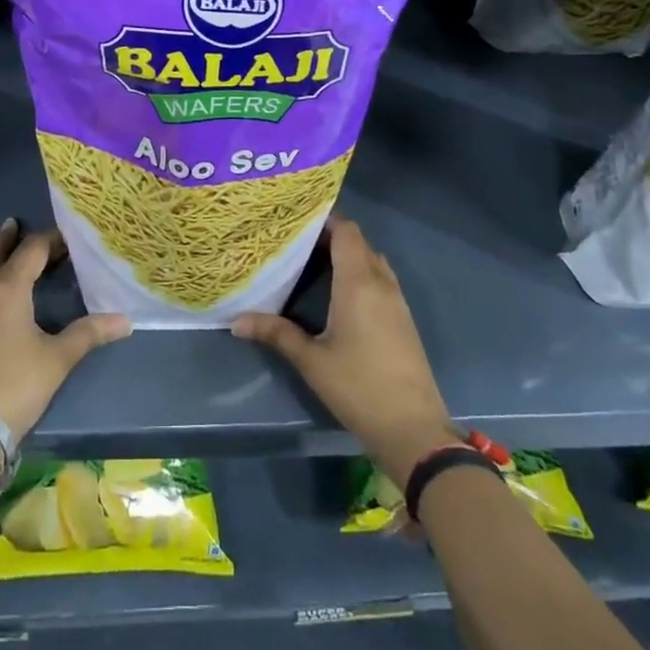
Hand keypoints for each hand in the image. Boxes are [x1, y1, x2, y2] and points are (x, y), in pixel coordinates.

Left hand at [0, 219, 131, 439]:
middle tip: (21, 225)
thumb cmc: (16, 386)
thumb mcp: (58, 359)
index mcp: (11, 290)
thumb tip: (126, 320)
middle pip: (0, 257)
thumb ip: (90, 333)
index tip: (66, 239)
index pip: (33, 252)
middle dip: (15, 241)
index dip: (50, 241)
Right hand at [232, 217, 457, 484]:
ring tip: (314, 264)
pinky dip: (361, 274)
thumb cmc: (358, 387)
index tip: (297, 222)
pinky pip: (382, 280)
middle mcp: (381, 283)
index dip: (325, 220)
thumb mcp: (311, 361)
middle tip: (297, 243)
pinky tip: (339, 294)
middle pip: (359, 242)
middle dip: (331, 237)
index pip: (347, 231)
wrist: (413, 429)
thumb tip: (236, 322)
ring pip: (372, 261)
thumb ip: (276, 334)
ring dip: (348, 256)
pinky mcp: (404, 319)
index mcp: (358, 283)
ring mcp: (397, 301)